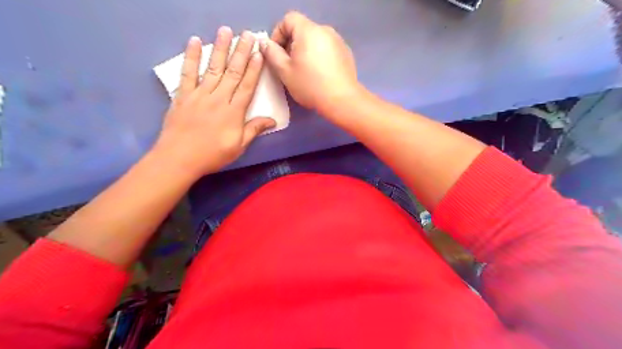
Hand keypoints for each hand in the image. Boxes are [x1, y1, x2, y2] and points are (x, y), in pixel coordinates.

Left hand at [152, 29, 275, 177]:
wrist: (179, 158)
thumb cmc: (213, 155)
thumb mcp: (238, 146)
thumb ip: (254, 130)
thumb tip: (272, 120)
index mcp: (233, 112)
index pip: (246, 86)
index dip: (254, 69)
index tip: (259, 53)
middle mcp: (218, 98)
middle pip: (232, 72)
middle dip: (241, 52)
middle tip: (247, 35)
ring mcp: (199, 94)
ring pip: (213, 68)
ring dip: (220, 48)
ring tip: (226, 31)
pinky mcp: (183, 95)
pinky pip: (188, 73)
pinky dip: (191, 57)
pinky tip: (194, 42)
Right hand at [260, 11, 361, 112]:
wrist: (341, 100)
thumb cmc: (310, 85)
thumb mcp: (285, 71)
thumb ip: (272, 53)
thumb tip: (265, 43)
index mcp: (308, 30)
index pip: (288, 19)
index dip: (278, 33)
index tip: (276, 52)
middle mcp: (325, 30)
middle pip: (303, 29)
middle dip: (292, 43)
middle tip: (288, 65)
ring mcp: (338, 41)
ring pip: (316, 40)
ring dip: (306, 50)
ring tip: (304, 71)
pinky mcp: (346, 53)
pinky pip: (327, 48)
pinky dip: (320, 56)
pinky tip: (320, 74)